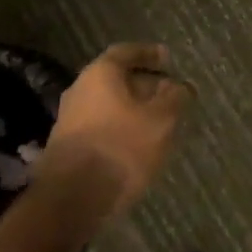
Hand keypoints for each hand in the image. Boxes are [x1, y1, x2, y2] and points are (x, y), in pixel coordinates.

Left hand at [41, 43, 188, 215]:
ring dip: (133, 110)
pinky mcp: (68, 148)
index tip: (168, 59)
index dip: (149, 54)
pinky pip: (101, 128)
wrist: (72, 199)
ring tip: (159, 123)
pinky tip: (138, 145)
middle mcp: (80, 90)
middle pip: (116, 80)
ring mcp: (70, 121)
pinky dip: (121, 129)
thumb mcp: (161, 120)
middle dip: (144, 85)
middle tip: (170, 95)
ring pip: (109, 106)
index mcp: (100, 74)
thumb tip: (182, 86)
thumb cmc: (121, 147)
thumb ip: (175, 98)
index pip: (126, 52)